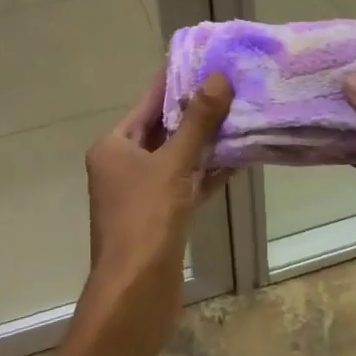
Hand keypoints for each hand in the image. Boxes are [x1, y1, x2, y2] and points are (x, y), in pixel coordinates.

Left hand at [81, 69, 234, 350]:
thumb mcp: (174, 164)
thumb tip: (218, 78)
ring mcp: (141, 194)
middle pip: (164, 128)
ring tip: (241, 115)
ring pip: (178, 157)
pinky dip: (207, 172)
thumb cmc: (146, 220)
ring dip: (206, 142)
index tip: (204, 59)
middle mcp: (123, 166)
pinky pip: (186, 184)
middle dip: (196, 110)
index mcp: (114, 147)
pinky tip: (237, 159)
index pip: (149, 102)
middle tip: (232, 84)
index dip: (176, 80)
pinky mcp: (161, 218)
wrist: (135, 295)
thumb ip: (198, 121)